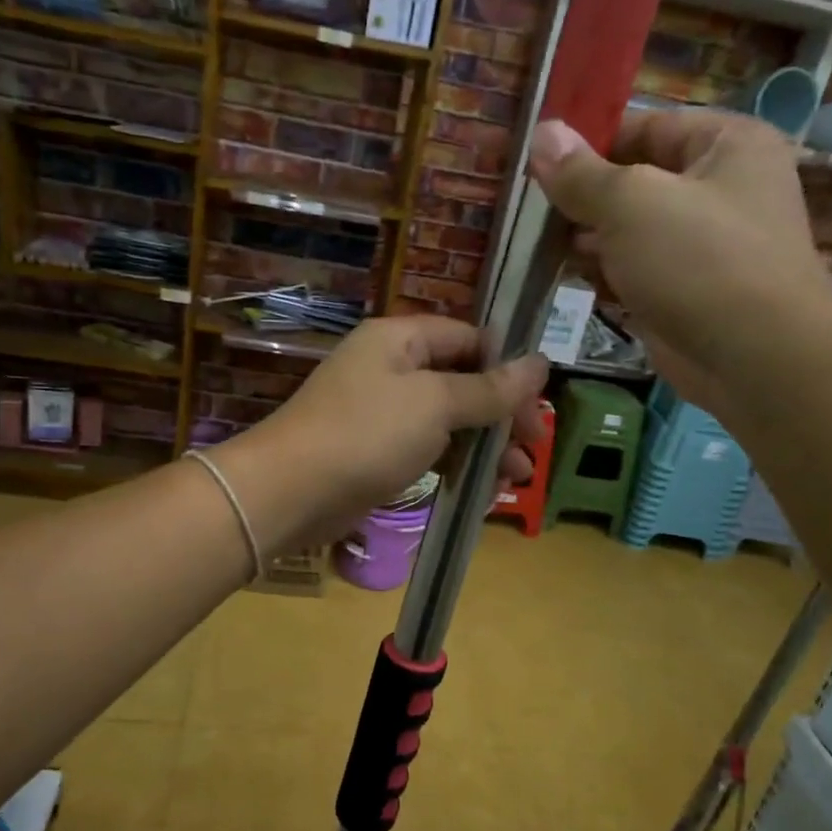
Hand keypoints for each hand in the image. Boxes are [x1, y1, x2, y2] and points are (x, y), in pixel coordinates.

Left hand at [215, 316, 547, 552]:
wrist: (291, 492)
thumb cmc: (366, 434)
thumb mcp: (435, 404)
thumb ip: (488, 388)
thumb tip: (540, 363)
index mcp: (400, 339)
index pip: (469, 338)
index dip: (507, 368)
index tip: (538, 404)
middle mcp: (390, 368)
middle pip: (461, 381)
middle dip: (500, 415)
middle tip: (533, 448)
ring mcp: (381, 412)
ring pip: (447, 420)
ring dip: (484, 446)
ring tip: (517, 478)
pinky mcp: (375, 452)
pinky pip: (426, 449)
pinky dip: (454, 464)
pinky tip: (480, 489)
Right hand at [530, 110, 831, 414]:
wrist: (753, 357)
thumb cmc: (698, 260)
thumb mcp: (631, 203)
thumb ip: (581, 173)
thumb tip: (541, 133)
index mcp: (726, 144)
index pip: (645, 126)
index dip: (589, 139)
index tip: (535, 157)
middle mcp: (718, 188)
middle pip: (634, 179)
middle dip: (580, 193)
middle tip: (523, 204)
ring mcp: (701, 245)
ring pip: (629, 229)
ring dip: (584, 235)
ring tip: (530, 238)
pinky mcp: (682, 291)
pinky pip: (632, 269)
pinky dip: (599, 270)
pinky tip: (557, 272)